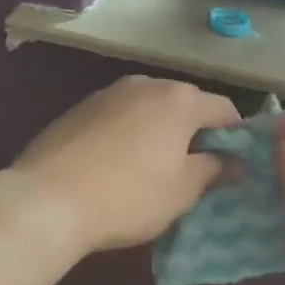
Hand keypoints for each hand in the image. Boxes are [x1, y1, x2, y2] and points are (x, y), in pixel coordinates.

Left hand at [11, 75, 240, 253]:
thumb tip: (235, 162)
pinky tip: (119, 164)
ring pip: (150, 108)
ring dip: (161, 131)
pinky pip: (120, 116)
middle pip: (185, 104)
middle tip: (197, 169)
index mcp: (179, 101)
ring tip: (156, 167)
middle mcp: (146, 84)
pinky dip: (130, 133)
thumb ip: (214, 170)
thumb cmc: (128, 196)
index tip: (235, 164)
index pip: (224, 109)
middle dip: (196, 132)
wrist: (47, 199)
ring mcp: (108, 93)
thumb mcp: (182, 191)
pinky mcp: (79, 108)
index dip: (236, 137)